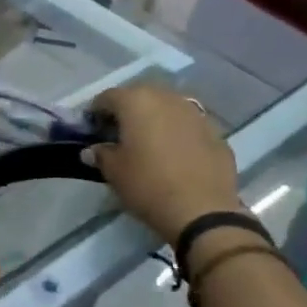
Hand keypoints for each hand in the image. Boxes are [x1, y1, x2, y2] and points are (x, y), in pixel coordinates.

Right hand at [88, 85, 243, 243]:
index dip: (95, 112)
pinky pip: (187, 126)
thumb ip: (100, 154)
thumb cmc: (147, 185)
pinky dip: (175, 133)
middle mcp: (167, 98)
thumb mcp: (113, 171)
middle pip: (140, 96)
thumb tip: (94, 149)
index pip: (108, 97)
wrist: (202, 210)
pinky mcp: (215, 132)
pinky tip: (172, 155)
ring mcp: (196, 113)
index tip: (91, 131)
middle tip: (117, 135)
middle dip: (126, 111)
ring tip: (146, 144)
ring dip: (153, 120)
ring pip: (167, 108)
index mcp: (137, 102)